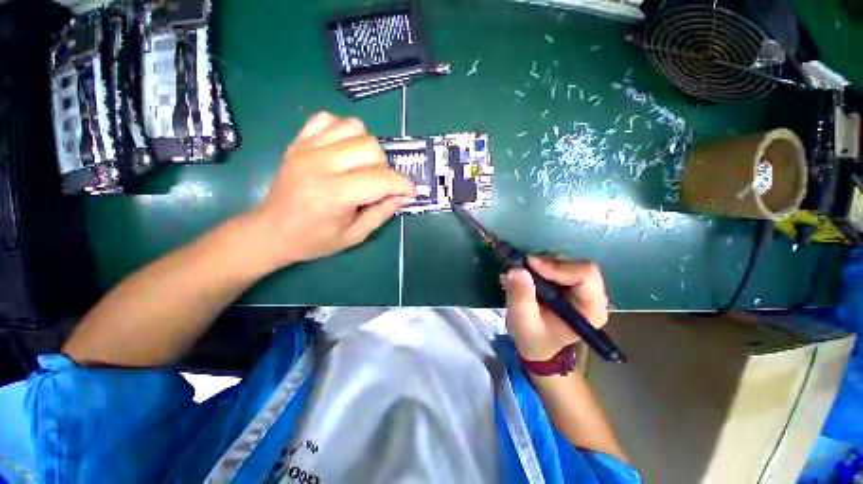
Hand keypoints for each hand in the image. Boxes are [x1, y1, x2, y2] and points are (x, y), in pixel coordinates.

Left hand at [249, 112, 415, 267]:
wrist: (271, 230)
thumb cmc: (314, 240)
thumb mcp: (355, 236)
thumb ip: (382, 213)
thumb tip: (404, 195)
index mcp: (333, 195)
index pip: (381, 179)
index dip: (403, 184)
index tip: (410, 191)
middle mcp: (319, 165)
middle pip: (371, 147)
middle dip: (385, 167)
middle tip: (380, 184)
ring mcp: (306, 148)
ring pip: (355, 127)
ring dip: (368, 147)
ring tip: (362, 166)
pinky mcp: (298, 141)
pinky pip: (329, 119)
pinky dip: (344, 131)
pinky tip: (343, 151)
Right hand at [503, 257, 608, 360]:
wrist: (535, 343)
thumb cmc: (533, 338)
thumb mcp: (523, 322)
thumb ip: (521, 298)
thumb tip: (517, 270)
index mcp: (590, 309)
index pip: (585, 275)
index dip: (558, 266)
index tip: (530, 266)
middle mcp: (591, 294)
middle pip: (575, 264)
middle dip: (546, 263)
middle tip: (522, 268)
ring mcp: (579, 286)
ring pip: (564, 261)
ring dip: (540, 263)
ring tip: (521, 273)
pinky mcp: (567, 281)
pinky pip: (555, 263)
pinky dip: (538, 264)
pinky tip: (525, 274)